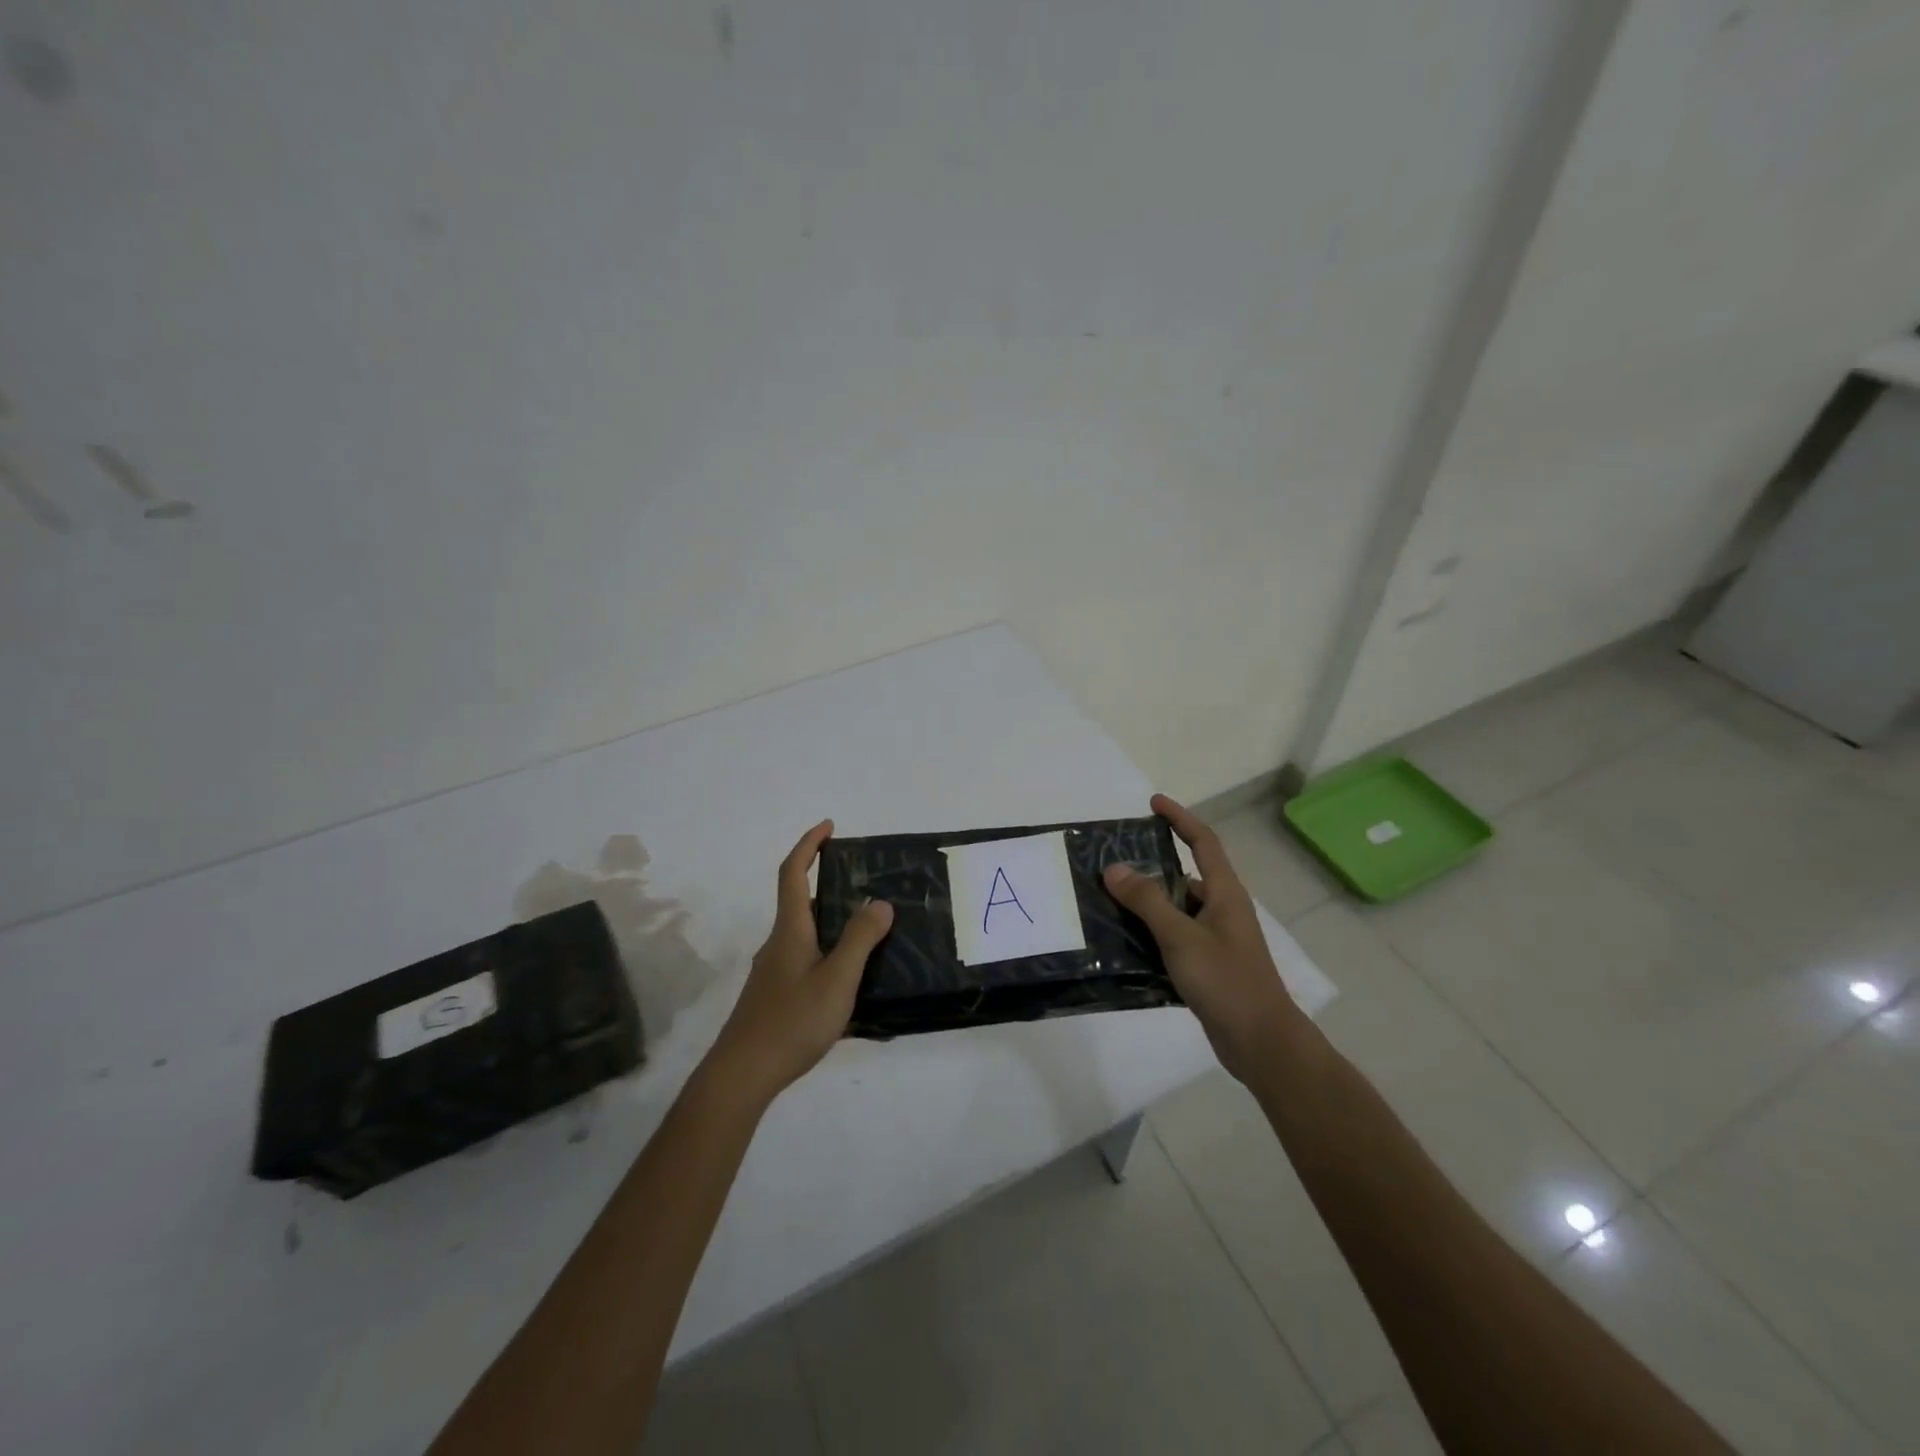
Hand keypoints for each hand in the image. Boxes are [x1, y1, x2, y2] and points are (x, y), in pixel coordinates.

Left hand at [704, 820, 894, 1107]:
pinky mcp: (774, 996)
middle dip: (829, 885)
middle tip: (866, 886)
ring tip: (870, 934)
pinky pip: (805, 960)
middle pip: (801, 902)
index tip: (829, 826)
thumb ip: (860, 940)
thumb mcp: (837, 979)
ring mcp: (773, 971)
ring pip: (805, 934)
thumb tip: (879, 902)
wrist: (741, 1074)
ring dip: (832, 924)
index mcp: (790, 930)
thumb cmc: (792, 1021)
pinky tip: (849, 981)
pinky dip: (828, 954)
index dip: (808, 845)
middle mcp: (778, 943)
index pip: (793, 873)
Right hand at [1103, 794, 1303, 1083]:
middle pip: (1185, 874)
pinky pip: (1174, 937)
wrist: (1262, 1043)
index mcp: (1225, 894)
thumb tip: (1114, 868)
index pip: (1203, 842)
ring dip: (1147, 904)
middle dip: (1151, 865)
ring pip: (1176, 909)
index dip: (1180, 818)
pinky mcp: (1207, 966)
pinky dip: (1151, 934)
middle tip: (1113, 862)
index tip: (1153, 803)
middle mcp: (1222, 910)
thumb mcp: (1182, 937)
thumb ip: (1148, 901)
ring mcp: (1216, 939)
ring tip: (1107, 900)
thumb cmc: (1227, 982)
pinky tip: (1122, 943)